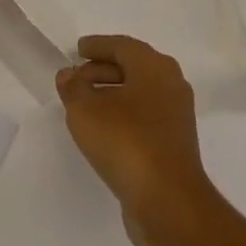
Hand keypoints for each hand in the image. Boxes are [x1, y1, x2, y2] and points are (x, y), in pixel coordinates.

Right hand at [57, 36, 214, 245]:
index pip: (122, 46)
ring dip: (111, 93)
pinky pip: (144, 115)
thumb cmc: (126, 142)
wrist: (167, 199)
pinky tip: (103, 128)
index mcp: (155, 66)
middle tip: (76, 76)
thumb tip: (69, 74)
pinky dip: (122, 113)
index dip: (98, 46)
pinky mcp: (174, 141)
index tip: (77, 49)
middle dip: (102, 69)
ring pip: (139, 92)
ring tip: (83, 103)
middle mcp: (171, 83)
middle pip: (133, 67)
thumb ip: (73, 88)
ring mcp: (176, 114)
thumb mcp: (86, 111)